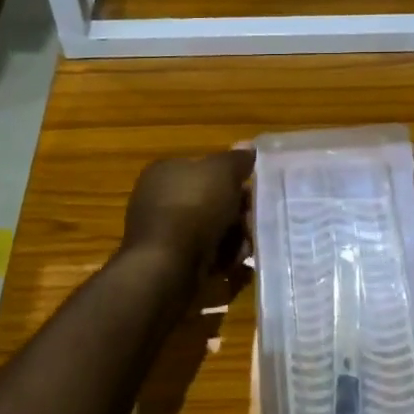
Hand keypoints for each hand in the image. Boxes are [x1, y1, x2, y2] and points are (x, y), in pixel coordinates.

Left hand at [121, 149, 254, 279]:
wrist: (167, 267)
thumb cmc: (193, 209)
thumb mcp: (222, 173)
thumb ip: (236, 160)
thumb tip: (247, 145)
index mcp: (165, 173)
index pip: (204, 170)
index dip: (232, 180)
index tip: (254, 192)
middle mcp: (159, 201)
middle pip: (211, 203)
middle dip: (237, 214)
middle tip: (254, 223)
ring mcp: (163, 234)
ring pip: (211, 232)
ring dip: (234, 240)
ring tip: (246, 249)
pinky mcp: (170, 264)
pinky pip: (205, 258)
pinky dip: (222, 262)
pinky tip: (236, 267)